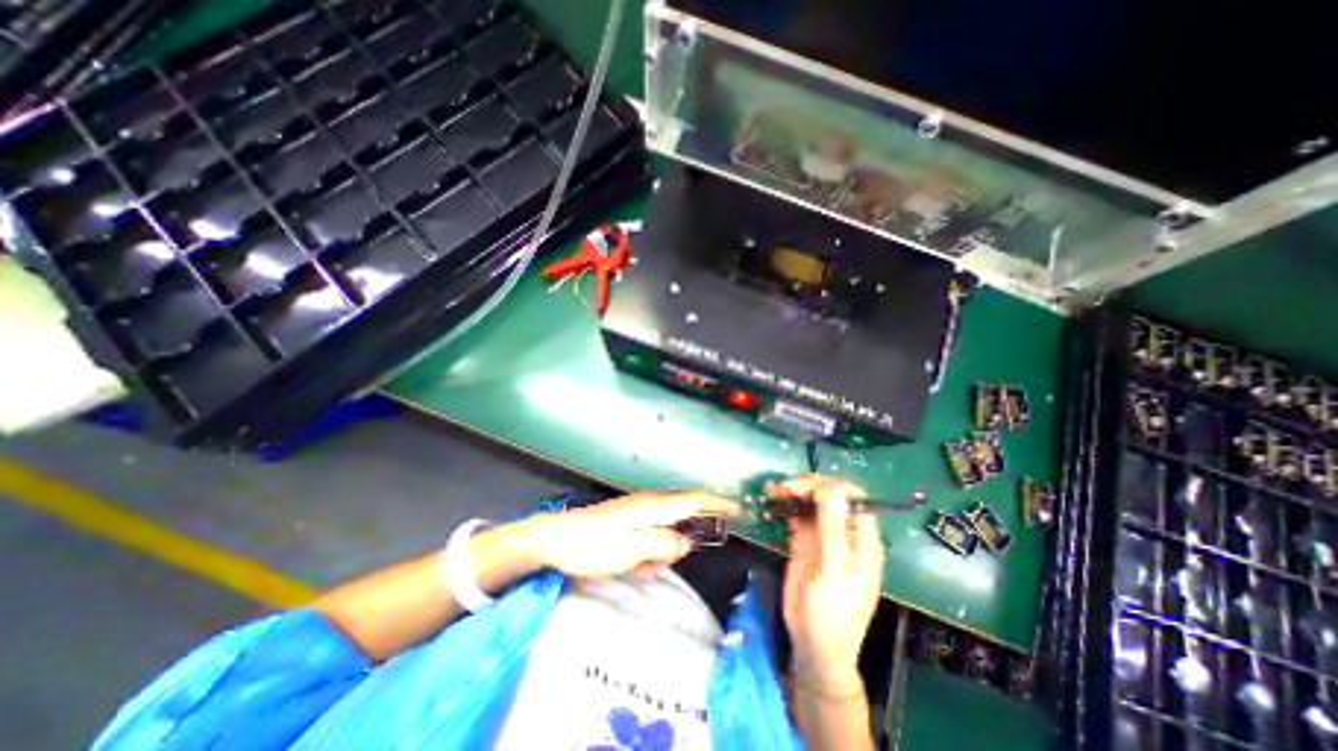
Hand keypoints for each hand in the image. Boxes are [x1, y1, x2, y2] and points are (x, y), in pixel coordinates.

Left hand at [527, 492, 736, 580]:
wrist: (556, 539)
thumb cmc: (594, 545)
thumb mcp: (632, 549)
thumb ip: (665, 543)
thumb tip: (688, 540)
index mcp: (653, 507)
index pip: (694, 500)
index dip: (718, 503)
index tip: (739, 509)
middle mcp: (648, 504)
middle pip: (682, 516)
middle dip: (683, 539)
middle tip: (661, 561)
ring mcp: (637, 511)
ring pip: (666, 530)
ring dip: (662, 550)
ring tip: (641, 566)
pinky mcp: (627, 521)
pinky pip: (650, 537)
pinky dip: (649, 551)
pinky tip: (634, 564)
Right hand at [782, 476, 885, 690]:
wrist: (812, 644)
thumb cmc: (833, 614)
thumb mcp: (834, 573)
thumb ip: (833, 532)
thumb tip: (833, 490)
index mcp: (862, 540)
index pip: (855, 499)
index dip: (833, 486)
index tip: (809, 487)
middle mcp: (844, 532)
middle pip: (830, 495)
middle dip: (810, 486)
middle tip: (787, 488)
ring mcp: (822, 535)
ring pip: (811, 502)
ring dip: (795, 491)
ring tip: (776, 489)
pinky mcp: (803, 540)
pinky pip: (796, 515)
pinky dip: (785, 504)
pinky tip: (773, 498)